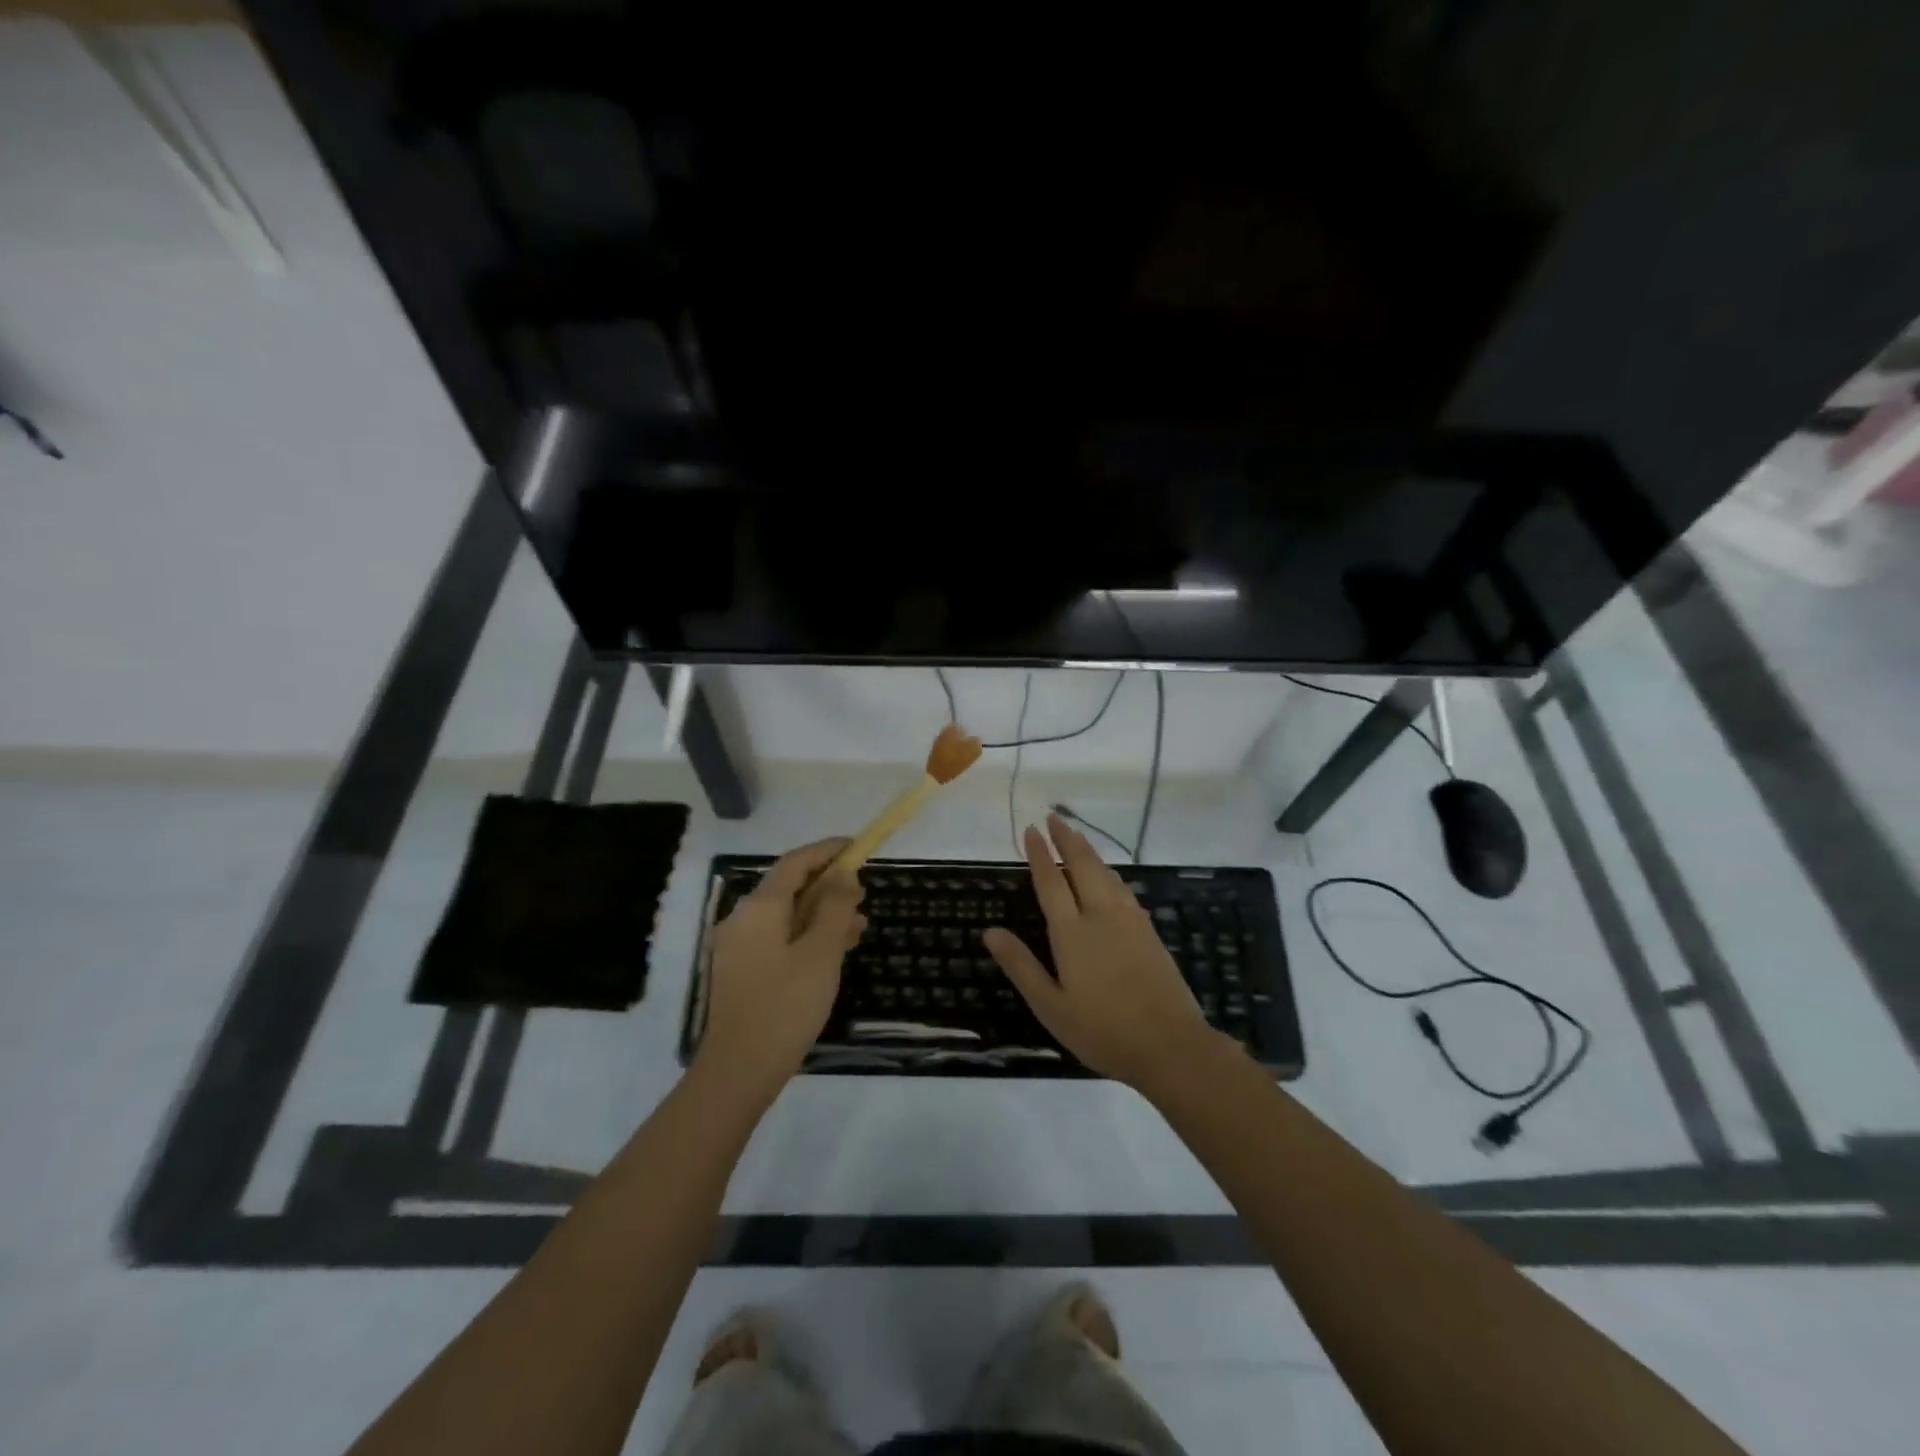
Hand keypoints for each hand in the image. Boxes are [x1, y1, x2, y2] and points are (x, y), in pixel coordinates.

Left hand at [696, 839, 865, 1094]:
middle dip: (828, 886)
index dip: (827, 851)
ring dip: (822, 914)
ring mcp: (738, 946)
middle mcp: (743, 919)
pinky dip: (807, 936)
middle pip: (789, 888)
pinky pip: (778, 939)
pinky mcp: (741, 971)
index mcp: (759, 907)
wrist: (739, 1070)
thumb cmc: (786, 1005)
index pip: (795, 862)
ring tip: (859, 926)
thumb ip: (834, 907)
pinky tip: (834, 951)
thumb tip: (843, 874)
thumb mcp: (821, 952)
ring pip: (786, 916)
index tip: (857, 847)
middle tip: (863, 894)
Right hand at [983, 813, 1217, 1091]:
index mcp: (1072, 933)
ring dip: (1089, 851)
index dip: (1039, 854)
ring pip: (1106, 874)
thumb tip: (990, 932)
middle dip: (1066, 839)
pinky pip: (1124, 889)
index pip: (1051, 882)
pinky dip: (1110, 873)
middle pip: (1083, 866)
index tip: (1031, 830)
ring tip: (1077, 837)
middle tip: (1054, 818)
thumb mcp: (1051, 1006)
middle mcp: (1100, 916)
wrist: (1170, 1044)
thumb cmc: (1102, 1030)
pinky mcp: (1149, 931)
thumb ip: (1021, 966)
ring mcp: (1129, 921)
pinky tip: (1110, 877)